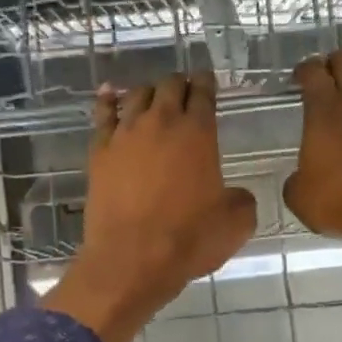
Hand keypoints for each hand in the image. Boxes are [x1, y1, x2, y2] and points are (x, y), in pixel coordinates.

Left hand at [44, 71, 257, 341]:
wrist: (131, 260)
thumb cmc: (188, 241)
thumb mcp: (236, 224)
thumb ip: (242, 200)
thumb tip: (237, 195)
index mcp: (197, 132)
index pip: (203, 93)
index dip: (207, 83)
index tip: (207, 80)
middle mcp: (160, 123)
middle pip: (169, 86)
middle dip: (179, 83)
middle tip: (184, 88)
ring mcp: (125, 135)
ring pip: (136, 96)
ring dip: (148, 91)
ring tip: (153, 95)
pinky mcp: (99, 153)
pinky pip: (102, 115)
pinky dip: (108, 101)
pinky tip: (109, 94)